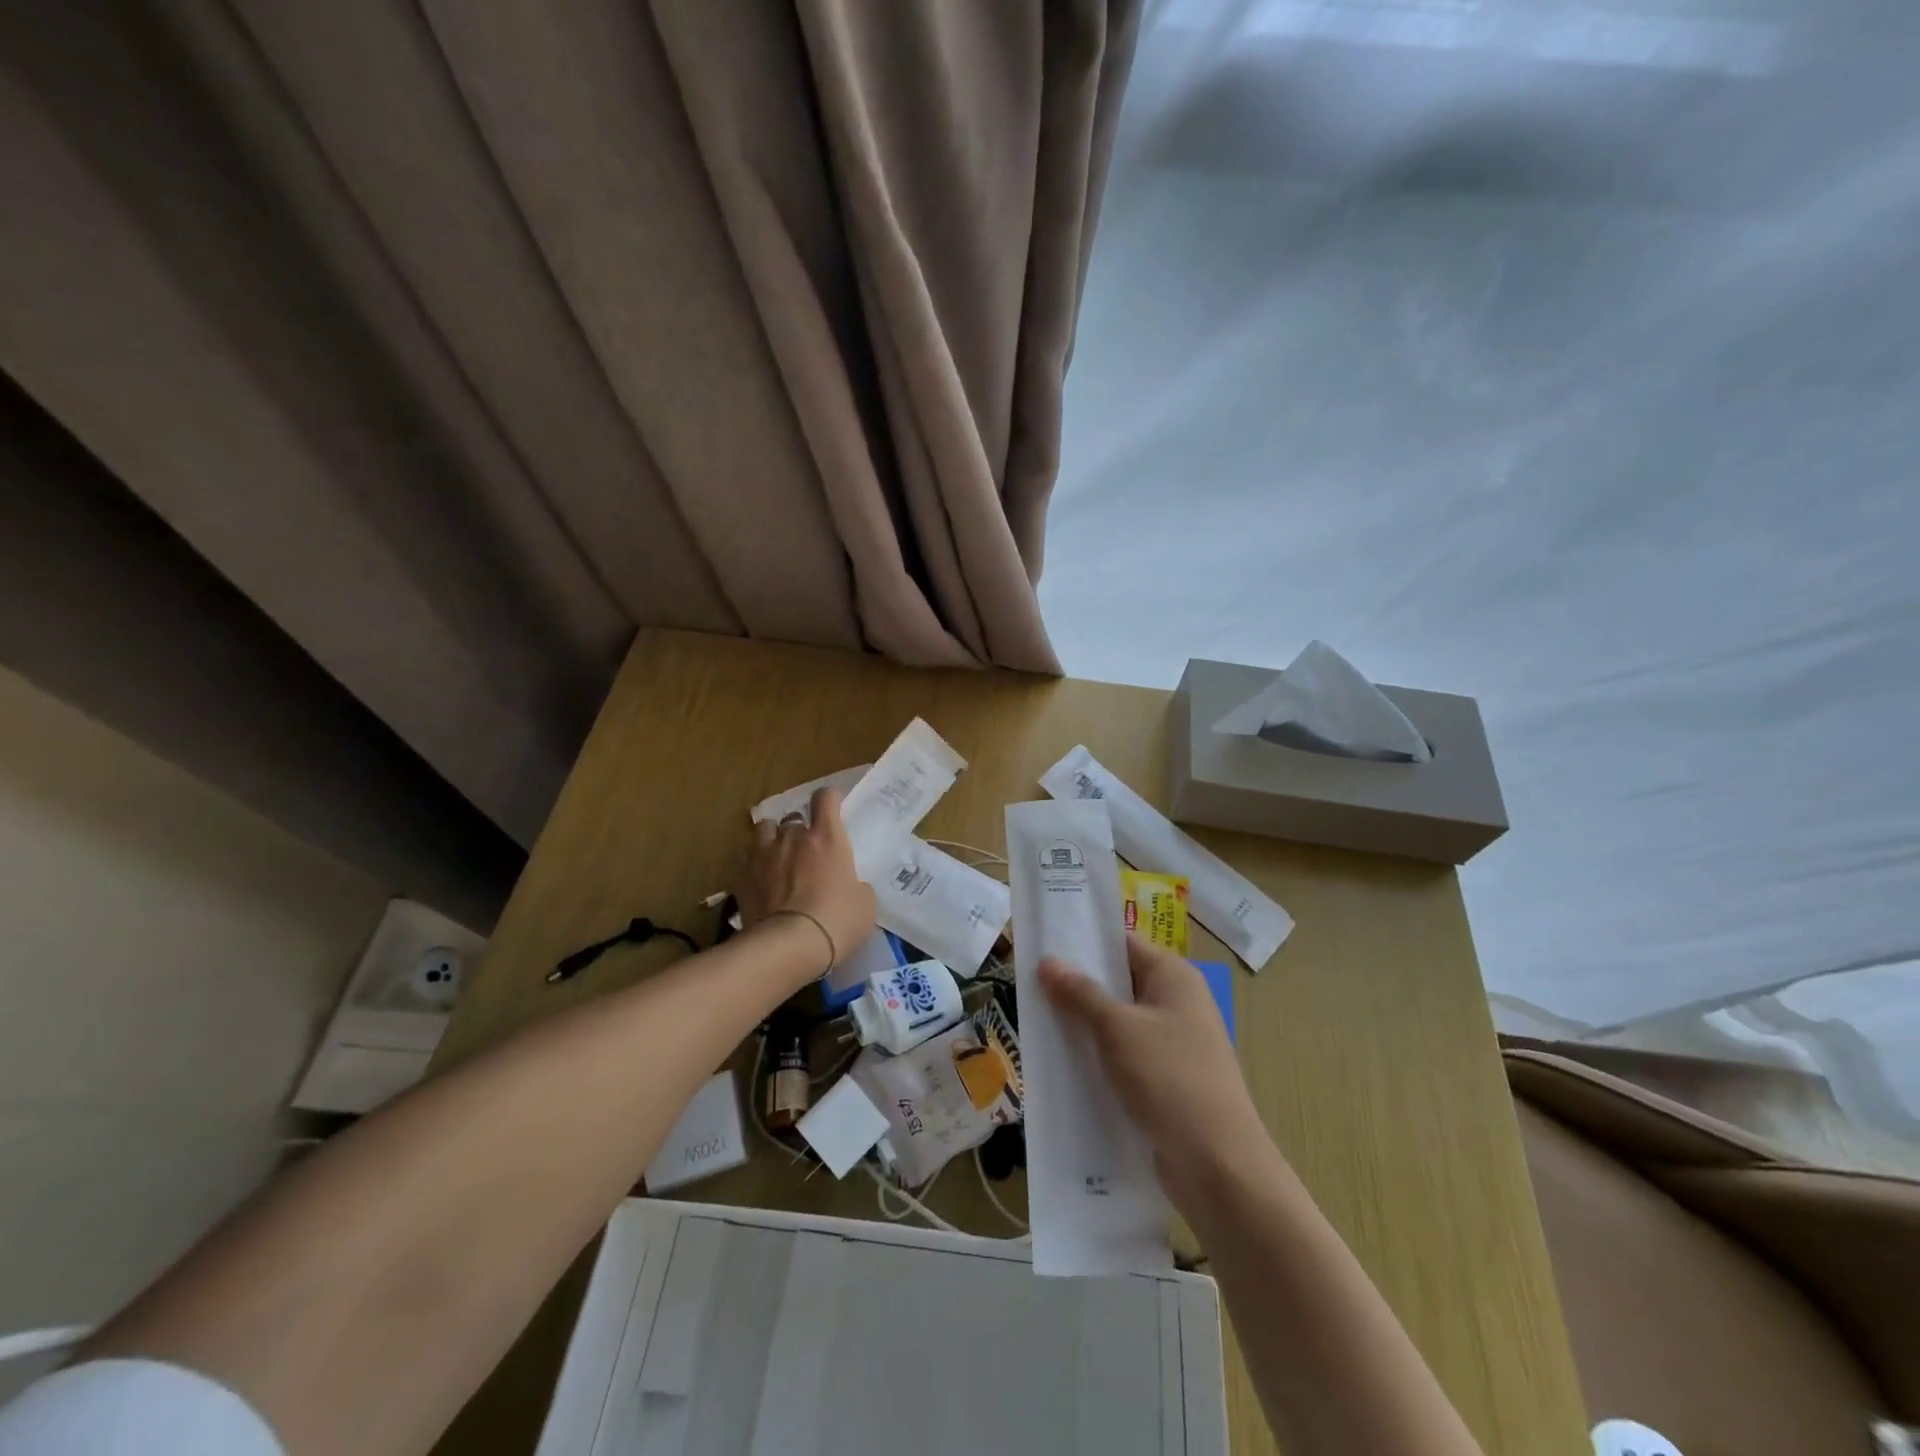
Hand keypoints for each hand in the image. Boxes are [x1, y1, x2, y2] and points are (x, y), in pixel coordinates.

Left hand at [737, 788, 876, 974]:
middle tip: (806, 850)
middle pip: (793, 818)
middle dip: (799, 830)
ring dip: (771, 839)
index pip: (825, 798)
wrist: (789, 947)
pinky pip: (746, 861)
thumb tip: (849, 886)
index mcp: (826, 838)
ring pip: (763, 830)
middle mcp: (793, 838)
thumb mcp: (865, 903)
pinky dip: (753, 867)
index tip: (833, 808)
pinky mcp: (741, 878)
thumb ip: (856, 885)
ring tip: (777, 856)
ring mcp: (763, 856)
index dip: (829, 800)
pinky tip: (759, 883)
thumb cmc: (837, 921)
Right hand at [1041, 935, 1275, 1210]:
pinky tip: (1066, 1066)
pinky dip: (1100, 1057)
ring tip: (1038, 1024)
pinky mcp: (1169, 1080)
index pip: (1122, 944)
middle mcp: (1178, 1002)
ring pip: (1120, 1023)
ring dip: (1085, 1025)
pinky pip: (1127, 1056)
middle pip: (1119, 983)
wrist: (1219, 1166)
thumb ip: (1080, 993)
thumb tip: (1048, 961)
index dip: (1083, 943)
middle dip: (1077, 987)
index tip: (1042, 946)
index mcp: (1174, 976)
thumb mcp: (1117, 1029)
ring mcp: (1176, 1043)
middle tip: (1029, 987)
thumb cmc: (1168, 1079)